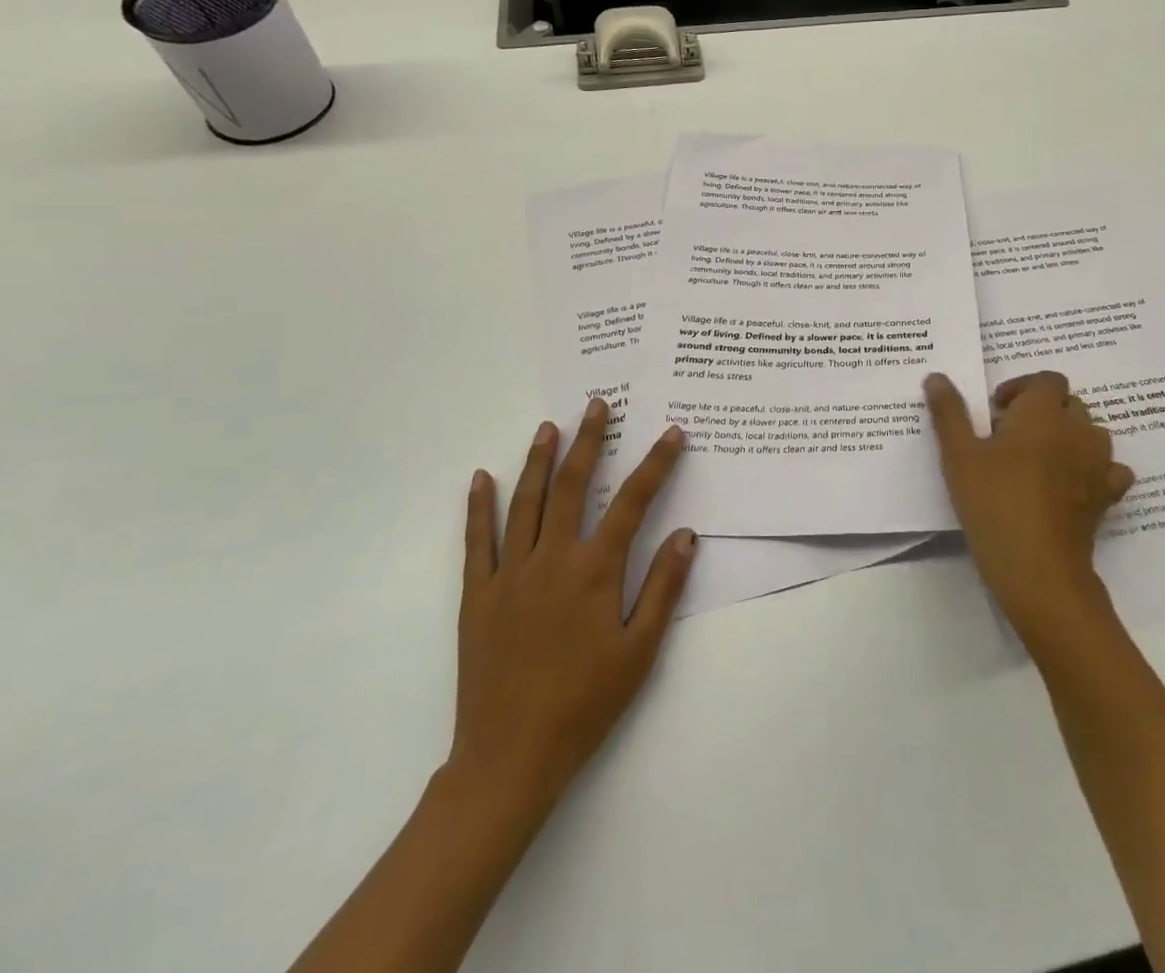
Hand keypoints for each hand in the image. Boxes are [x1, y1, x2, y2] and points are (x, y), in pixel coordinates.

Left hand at [447, 398, 697, 822]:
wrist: (510, 758)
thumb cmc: (585, 704)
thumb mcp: (639, 650)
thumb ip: (663, 587)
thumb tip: (687, 533)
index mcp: (595, 571)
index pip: (633, 502)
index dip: (656, 464)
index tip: (671, 433)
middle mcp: (552, 559)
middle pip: (574, 486)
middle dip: (589, 441)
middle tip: (597, 406)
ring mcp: (510, 573)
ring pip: (526, 502)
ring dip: (539, 460)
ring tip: (549, 426)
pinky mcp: (478, 594)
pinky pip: (477, 540)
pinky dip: (478, 506)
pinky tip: (481, 477)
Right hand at [924, 371, 1132, 645]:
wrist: (1037, 567)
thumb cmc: (993, 503)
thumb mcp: (958, 456)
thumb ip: (949, 413)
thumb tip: (937, 376)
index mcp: (1042, 413)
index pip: (1047, 380)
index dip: (1022, 388)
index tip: (997, 410)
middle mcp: (1077, 430)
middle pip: (1069, 403)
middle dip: (1043, 410)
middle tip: (1010, 435)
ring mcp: (1098, 463)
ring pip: (1092, 432)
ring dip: (1070, 435)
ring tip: (1039, 458)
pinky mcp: (1107, 496)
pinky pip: (1111, 469)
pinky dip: (1095, 468)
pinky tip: (1074, 483)